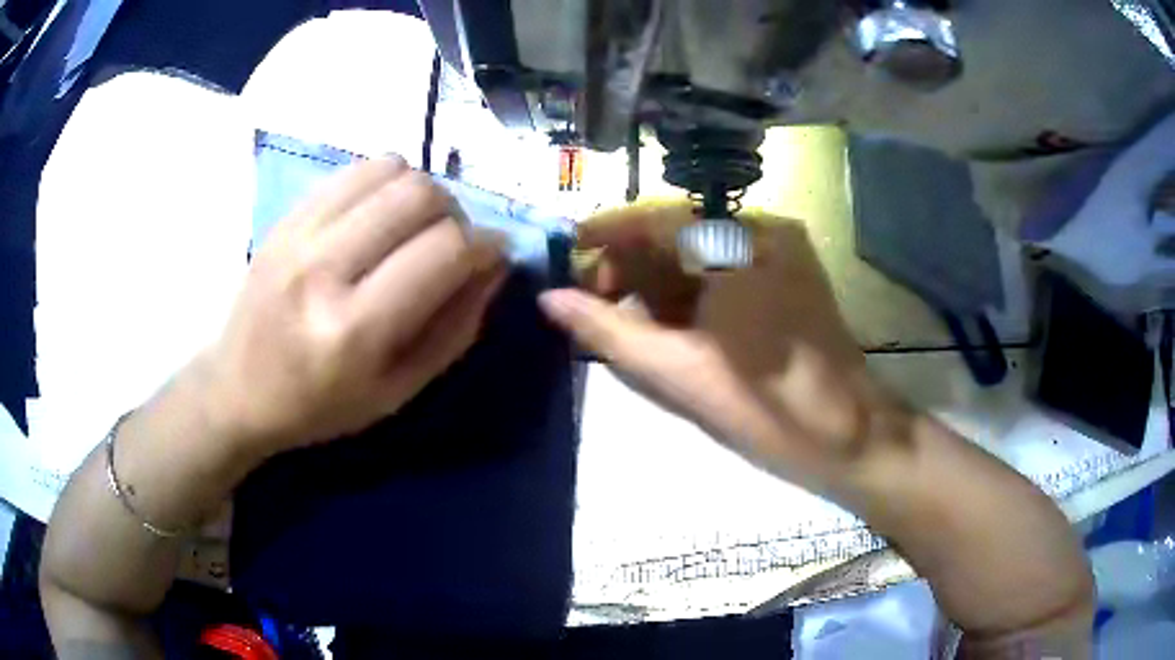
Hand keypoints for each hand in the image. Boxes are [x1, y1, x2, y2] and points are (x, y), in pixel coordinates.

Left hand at [200, 156, 506, 456]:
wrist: (238, 389)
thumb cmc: (320, 406)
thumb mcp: (398, 392)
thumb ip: (454, 329)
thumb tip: (494, 265)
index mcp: (354, 330)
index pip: (444, 251)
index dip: (486, 246)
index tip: (494, 255)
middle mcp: (324, 269)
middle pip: (420, 196)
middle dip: (456, 214)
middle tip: (451, 244)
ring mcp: (299, 234)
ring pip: (391, 170)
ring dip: (421, 193)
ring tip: (414, 227)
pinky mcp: (286, 217)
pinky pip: (355, 170)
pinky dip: (385, 183)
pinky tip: (379, 216)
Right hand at [543, 205, 901, 488]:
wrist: (850, 438)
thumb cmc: (769, 407)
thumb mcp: (679, 372)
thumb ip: (608, 331)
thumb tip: (549, 298)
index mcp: (743, 243)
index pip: (659, 218)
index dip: (607, 233)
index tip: (567, 254)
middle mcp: (765, 233)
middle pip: (679, 233)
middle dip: (631, 263)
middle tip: (593, 302)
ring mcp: (782, 256)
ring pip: (701, 255)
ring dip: (658, 282)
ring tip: (622, 318)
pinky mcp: (790, 281)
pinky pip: (726, 273)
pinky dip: (691, 294)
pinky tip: (668, 325)